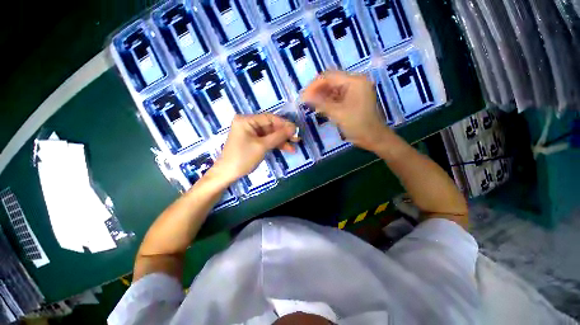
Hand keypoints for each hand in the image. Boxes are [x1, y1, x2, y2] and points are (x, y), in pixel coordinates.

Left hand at [213, 114, 297, 182]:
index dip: (284, 124)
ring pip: (270, 135)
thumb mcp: (262, 146)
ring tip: (294, 147)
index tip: (296, 130)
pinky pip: (266, 140)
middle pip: (270, 126)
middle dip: (284, 134)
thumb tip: (293, 128)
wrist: (227, 173)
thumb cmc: (243, 157)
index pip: (269, 118)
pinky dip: (275, 144)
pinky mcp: (252, 141)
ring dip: (281, 141)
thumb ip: (278, 136)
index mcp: (246, 120)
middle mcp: (248, 124)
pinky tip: (286, 148)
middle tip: (297, 139)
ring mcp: (250, 133)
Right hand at [301, 71, 391, 151]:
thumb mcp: (338, 114)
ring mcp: (354, 90)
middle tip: (305, 101)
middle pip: (331, 81)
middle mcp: (355, 82)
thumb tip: (304, 96)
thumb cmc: (358, 125)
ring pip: (333, 89)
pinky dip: (328, 101)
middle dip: (317, 90)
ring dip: (321, 96)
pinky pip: (337, 96)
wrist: (373, 138)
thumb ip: (320, 103)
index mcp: (354, 81)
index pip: (329, 76)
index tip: (303, 96)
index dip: (314, 85)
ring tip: (310, 105)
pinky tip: (320, 107)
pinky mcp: (353, 98)